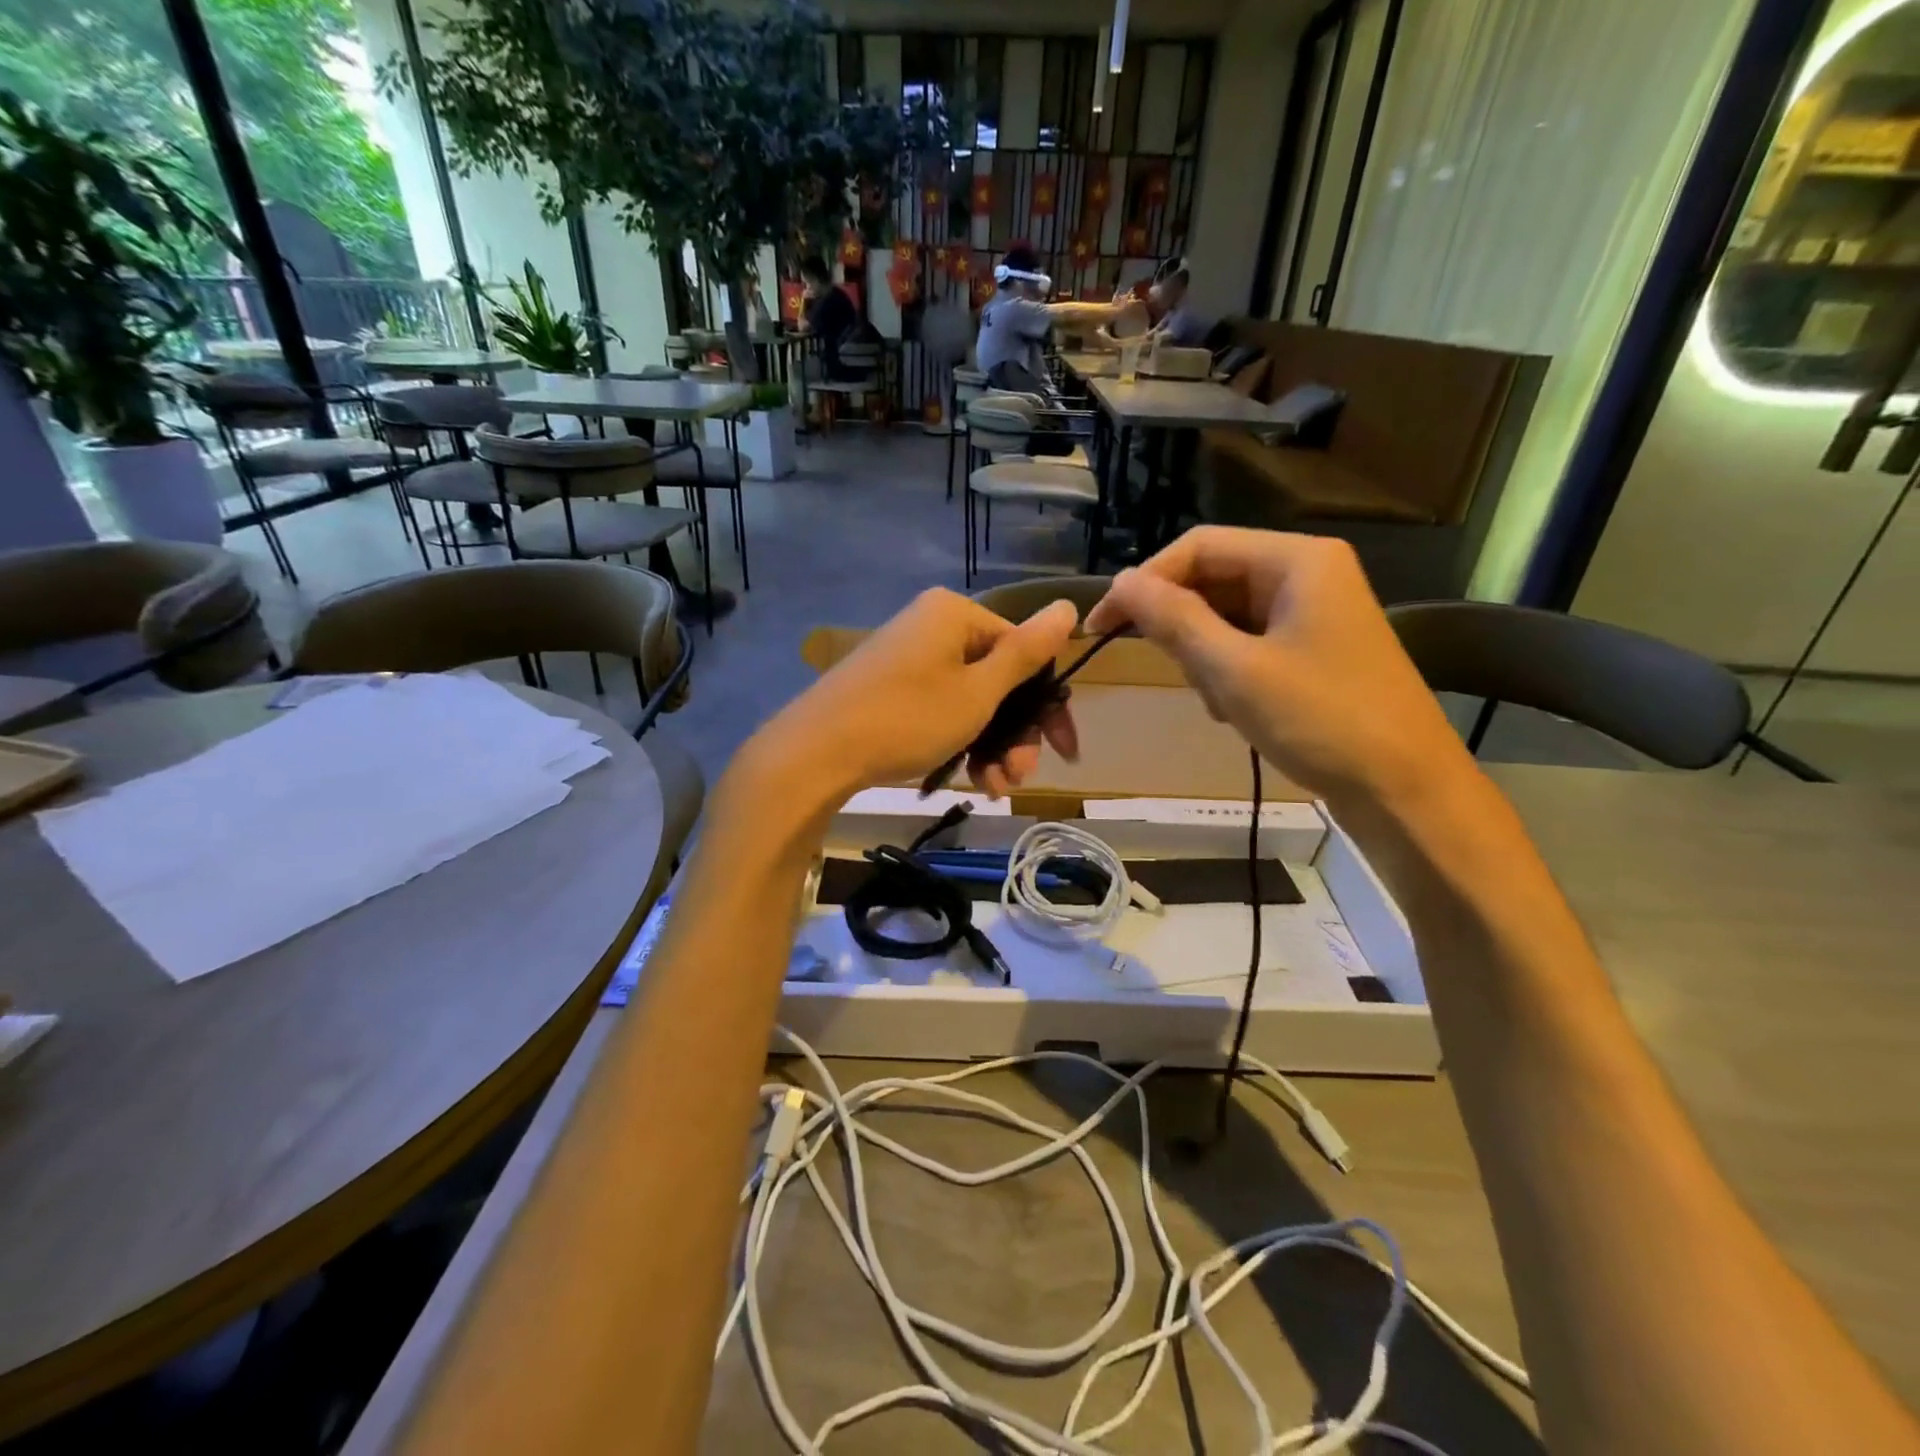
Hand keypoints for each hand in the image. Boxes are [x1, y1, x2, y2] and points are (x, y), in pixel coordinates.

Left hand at [756, 589, 1080, 800]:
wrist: (816, 753)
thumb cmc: (908, 718)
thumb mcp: (978, 691)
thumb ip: (1025, 653)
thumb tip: (1068, 605)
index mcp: (956, 614)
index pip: (1024, 652)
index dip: (1048, 705)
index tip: (1063, 752)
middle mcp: (933, 627)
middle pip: (997, 680)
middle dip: (1015, 734)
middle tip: (1020, 777)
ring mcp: (909, 658)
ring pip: (971, 701)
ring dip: (992, 746)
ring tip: (995, 788)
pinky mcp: (891, 688)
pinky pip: (942, 709)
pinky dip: (960, 742)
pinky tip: (971, 780)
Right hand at [1084, 528, 1474, 811]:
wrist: (1406, 790)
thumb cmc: (1322, 721)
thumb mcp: (1235, 670)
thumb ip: (1174, 621)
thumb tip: (1120, 584)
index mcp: (1296, 560)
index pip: (1198, 547)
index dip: (1143, 581)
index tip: (1101, 625)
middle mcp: (1307, 573)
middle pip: (1213, 578)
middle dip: (1181, 624)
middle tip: (1168, 671)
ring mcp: (1314, 611)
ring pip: (1227, 615)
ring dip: (1204, 654)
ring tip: (1215, 700)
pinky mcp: (1314, 647)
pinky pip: (1249, 642)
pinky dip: (1228, 670)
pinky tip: (1233, 708)